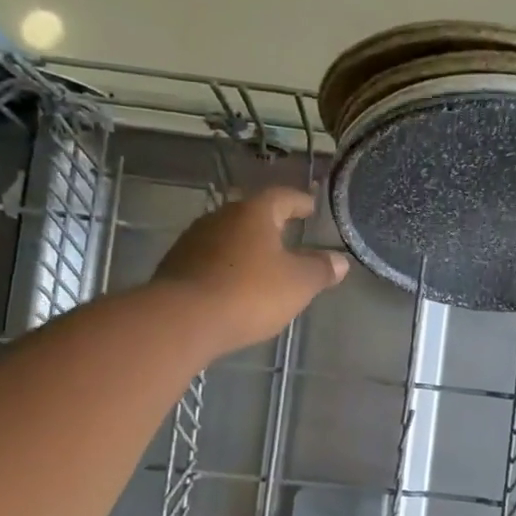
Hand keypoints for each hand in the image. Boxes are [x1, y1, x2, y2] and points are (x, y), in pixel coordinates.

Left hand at [153, 187, 347, 351]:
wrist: (183, 319)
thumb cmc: (249, 293)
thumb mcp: (298, 284)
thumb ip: (320, 269)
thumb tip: (340, 260)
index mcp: (254, 213)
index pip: (282, 197)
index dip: (300, 202)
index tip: (311, 208)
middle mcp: (221, 217)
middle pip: (251, 215)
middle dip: (271, 225)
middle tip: (288, 236)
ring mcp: (193, 240)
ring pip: (228, 237)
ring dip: (245, 248)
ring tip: (262, 265)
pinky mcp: (175, 266)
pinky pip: (210, 260)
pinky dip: (226, 267)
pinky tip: (234, 286)